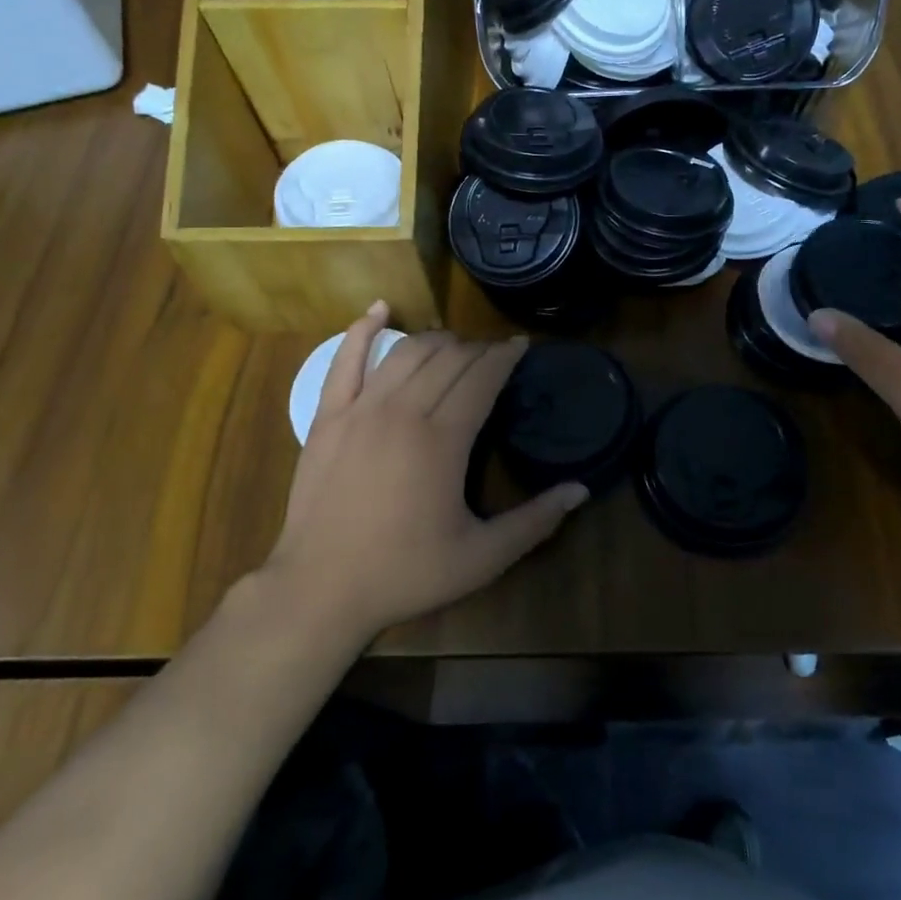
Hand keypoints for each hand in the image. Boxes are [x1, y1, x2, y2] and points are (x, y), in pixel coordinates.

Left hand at [267, 304, 586, 643]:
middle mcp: (403, 411)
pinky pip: (344, 359)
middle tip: (494, 357)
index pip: (482, 378)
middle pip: (449, 359)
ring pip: (407, 352)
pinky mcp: (327, 416)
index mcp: (443, 440)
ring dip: (438, 340)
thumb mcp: (482, 557)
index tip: (521, 346)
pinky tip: (380, 309)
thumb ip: (535, 522)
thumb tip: (581, 489)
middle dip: (478, 349)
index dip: (505, 357)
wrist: (319, 589)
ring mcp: (360, 409)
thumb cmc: (405, 573)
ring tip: (456, 346)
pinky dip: (363, 329)